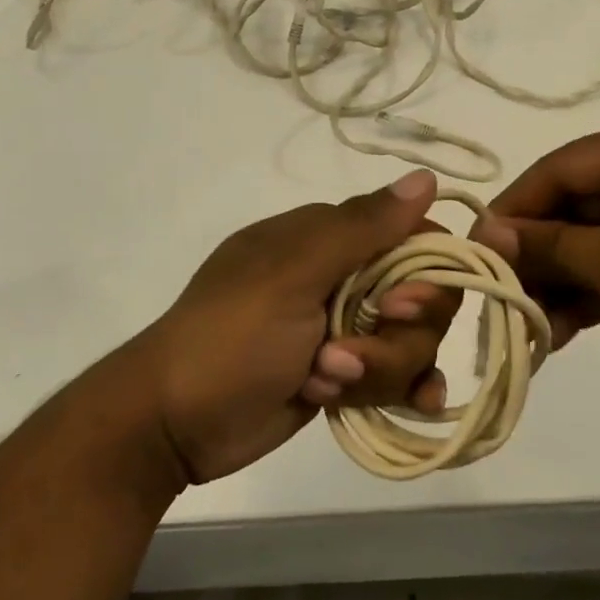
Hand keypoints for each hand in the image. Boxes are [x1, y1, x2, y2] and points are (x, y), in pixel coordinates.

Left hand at [129, 171, 457, 482]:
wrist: (173, 422)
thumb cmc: (231, 336)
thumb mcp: (294, 274)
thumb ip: (363, 228)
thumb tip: (426, 176)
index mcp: (328, 238)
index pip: (412, 239)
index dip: (425, 273)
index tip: (400, 306)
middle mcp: (343, 277)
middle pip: (419, 300)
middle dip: (394, 337)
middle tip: (344, 355)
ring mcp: (343, 328)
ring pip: (409, 343)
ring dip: (377, 370)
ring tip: (322, 382)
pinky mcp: (342, 374)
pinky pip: (396, 375)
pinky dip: (403, 388)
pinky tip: (418, 406)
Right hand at [475, 117, 599, 395]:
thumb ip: (552, 246)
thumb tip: (487, 235)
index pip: (555, 169)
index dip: (512, 210)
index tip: (475, 252)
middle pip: (574, 208)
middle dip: (537, 255)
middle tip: (500, 298)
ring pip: (596, 244)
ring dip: (561, 283)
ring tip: (528, 327)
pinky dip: (594, 297)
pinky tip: (560, 333)